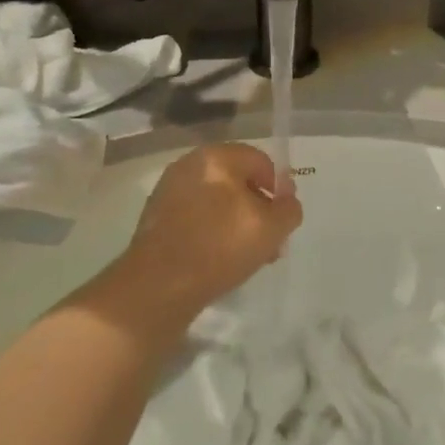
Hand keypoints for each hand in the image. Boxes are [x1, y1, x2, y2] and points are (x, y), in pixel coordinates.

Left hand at [104, 144, 302, 335]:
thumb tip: (286, 199)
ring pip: (216, 200)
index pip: (260, 161)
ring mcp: (168, 190)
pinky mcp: (155, 216)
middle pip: (237, 181)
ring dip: (235, 222)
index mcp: (217, 157)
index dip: (278, 189)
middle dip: (256, 208)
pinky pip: (194, 215)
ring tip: (245, 256)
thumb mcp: (272, 229)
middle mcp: (190, 164)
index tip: (281, 220)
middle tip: (267, 241)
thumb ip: (289, 209)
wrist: (156, 287)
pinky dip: (210, 231)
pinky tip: (216, 259)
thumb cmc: (219, 248)